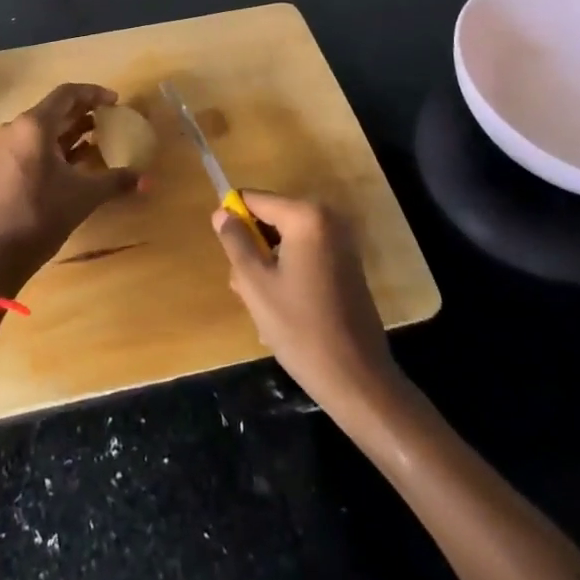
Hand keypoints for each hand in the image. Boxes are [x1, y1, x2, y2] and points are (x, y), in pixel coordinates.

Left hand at [0, 83, 139, 294]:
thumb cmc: (40, 215)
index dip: (94, 93)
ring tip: (101, 137)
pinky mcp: (6, 167)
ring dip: (73, 129)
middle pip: (56, 109)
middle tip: (112, 118)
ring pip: (46, 128)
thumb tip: (147, 180)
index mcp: (34, 125)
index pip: (67, 93)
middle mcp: (18, 128)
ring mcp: (9, 148)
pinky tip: (80, 160)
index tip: (116, 102)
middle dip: (85, 111)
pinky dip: (59, 146)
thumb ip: (116, 181)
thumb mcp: (84, 196)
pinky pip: (37, 145)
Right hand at [212, 192, 398, 412]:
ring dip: (269, 267)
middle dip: (254, 250)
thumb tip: (222, 213)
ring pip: (285, 242)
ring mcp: (341, 242)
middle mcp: (327, 219)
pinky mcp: (346, 265)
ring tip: (264, 308)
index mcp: (306, 216)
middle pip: (271, 220)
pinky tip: (285, 310)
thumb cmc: (300, 328)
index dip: (234, 222)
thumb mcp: (255, 284)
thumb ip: (235, 242)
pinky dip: (289, 274)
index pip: (255, 200)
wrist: (357, 379)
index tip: (228, 256)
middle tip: (247, 290)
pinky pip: (305, 255)